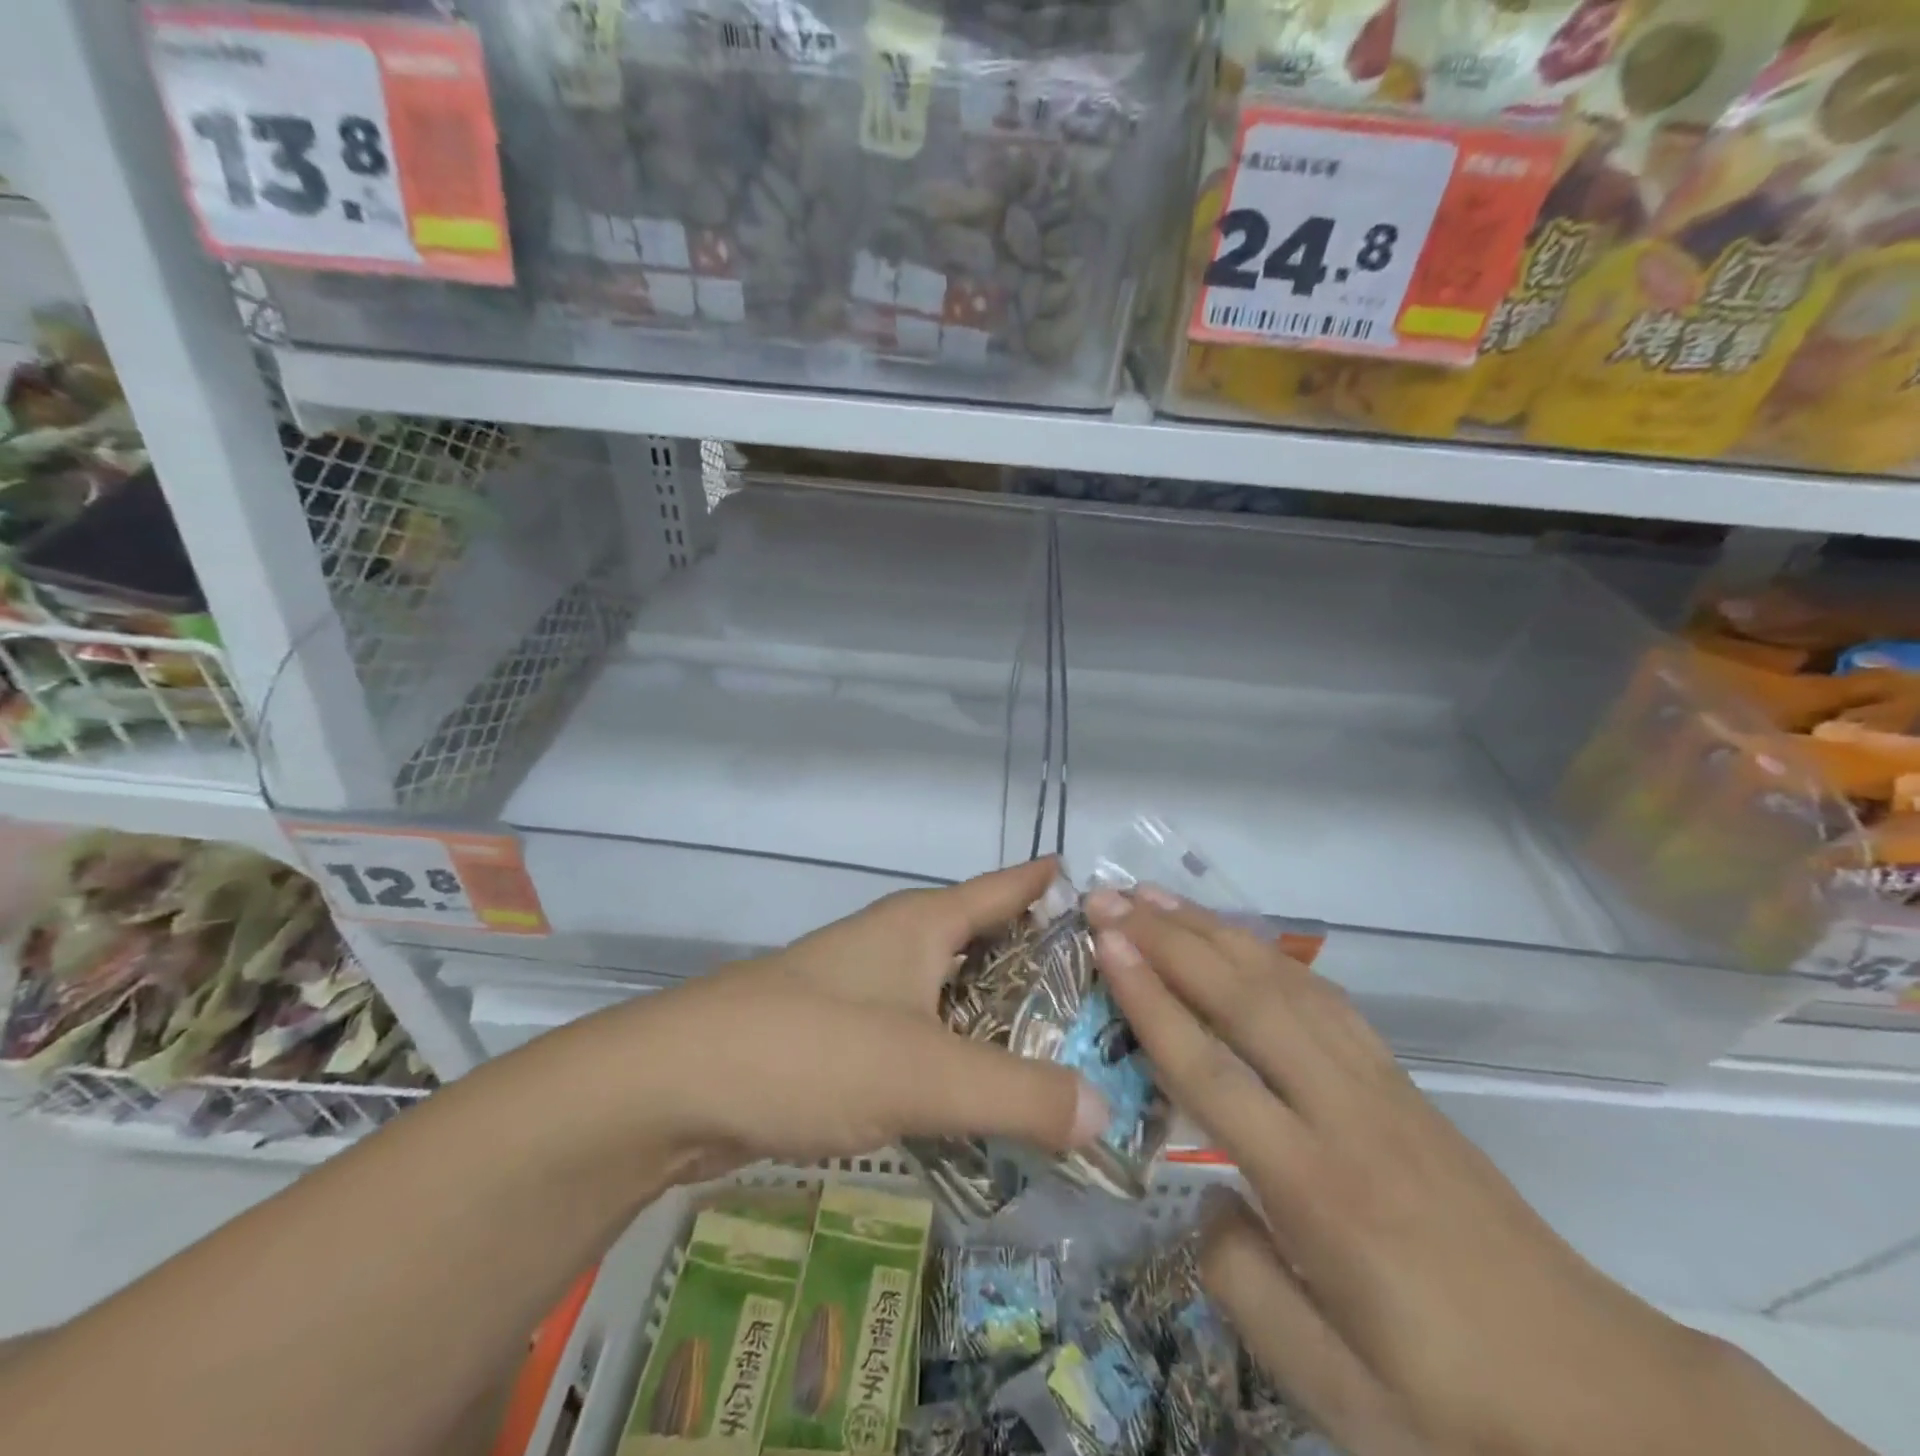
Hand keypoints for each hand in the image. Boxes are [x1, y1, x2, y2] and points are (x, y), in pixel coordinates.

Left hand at [599, 859, 1105, 1177]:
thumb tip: (1107, 1111)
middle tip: (1113, 1008)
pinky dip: (958, 1061)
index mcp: (922, 923)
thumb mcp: (925, 1073)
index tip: (1113, 902)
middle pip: (987, 944)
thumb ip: (1020, 1094)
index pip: (1006, 887)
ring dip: (1002, 1025)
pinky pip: (921, 1038)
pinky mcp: (842, 1037)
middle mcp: (896, 945)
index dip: (1054, 886)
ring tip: (1066, 1062)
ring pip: (953, 996)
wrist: (674, 1086)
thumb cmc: (810, 1050)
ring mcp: (865, 989)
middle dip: (1045, 972)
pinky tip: (985, 1102)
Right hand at [1083, 889, 1784, 1455]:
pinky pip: (1325, 1000)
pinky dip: (1270, 957)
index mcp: (1319, 1191)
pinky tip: (1238, 941)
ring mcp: (1381, 1090)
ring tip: (1157, 897)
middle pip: (1245, 1002)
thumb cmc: (1461, 1409)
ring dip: (1215, 933)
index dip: (1151, 1000)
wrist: (1611, 1403)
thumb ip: (1244, 1288)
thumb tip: (1194, 1196)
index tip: (1106, 942)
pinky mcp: (1404, 1086)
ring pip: (1284, 985)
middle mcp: (1347, 1115)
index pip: (1211, 1071)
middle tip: (1109, 896)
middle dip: (1170, 940)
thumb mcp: (1340, 1397)